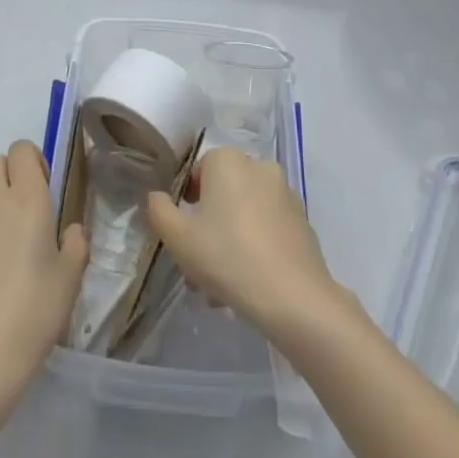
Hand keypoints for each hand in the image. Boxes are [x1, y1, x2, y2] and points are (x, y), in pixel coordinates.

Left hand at [0, 141, 88, 402]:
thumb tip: (69, 231)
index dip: (33, 162)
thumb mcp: (71, 277)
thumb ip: (75, 243)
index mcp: (26, 198)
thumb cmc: (34, 311)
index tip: (43, 190)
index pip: (22, 149)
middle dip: (10, 179)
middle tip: (24, 217)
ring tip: (0, 254)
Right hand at [146, 147, 341, 341]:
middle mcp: (259, 166)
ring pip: (244, 214)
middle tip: (196, 267)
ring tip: (219, 288)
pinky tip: (246, 284)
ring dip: (228, 242)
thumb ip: (158, 209)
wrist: (293, 297)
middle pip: (222, 194)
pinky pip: (267, 228)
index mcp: (229, 160)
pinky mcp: (302, 222)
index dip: (185, 202)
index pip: (197, 171)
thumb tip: (156, 196)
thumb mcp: (177, 236)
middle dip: (207, 228)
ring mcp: (285, 194)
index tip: (183, 234)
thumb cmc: (227, 256)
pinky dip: (254, 247)